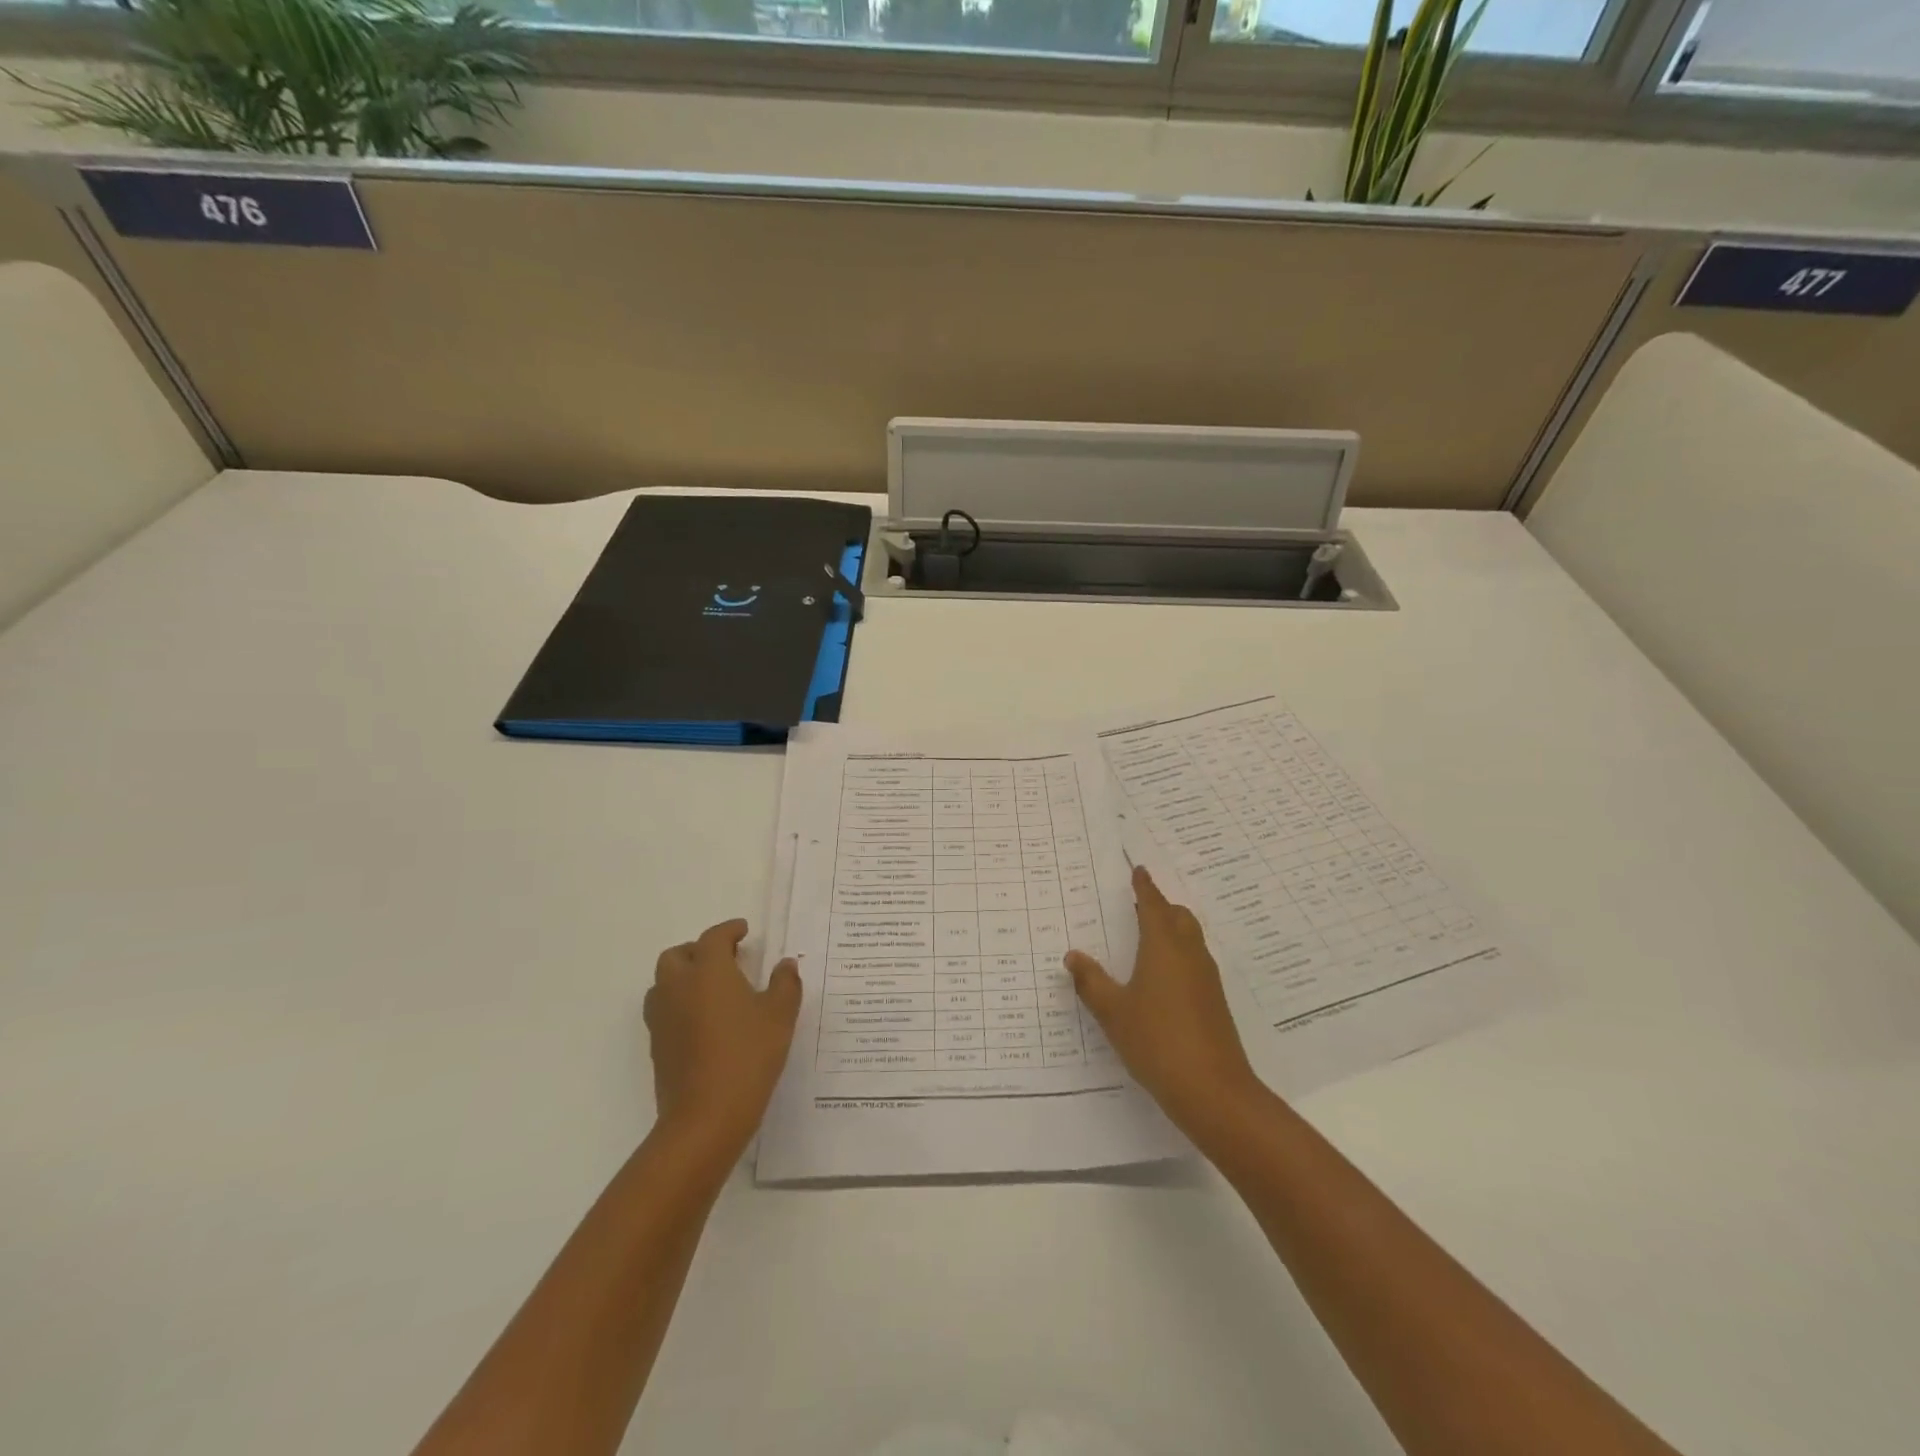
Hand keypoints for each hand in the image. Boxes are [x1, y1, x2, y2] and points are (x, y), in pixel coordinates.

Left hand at [644, 919, 801, 1153]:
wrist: (705, 1117)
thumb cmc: (747, 1056)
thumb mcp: (780, 1016)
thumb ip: (785, 984)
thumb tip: (785, 965)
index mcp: (708, 971)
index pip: (714, 938)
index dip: (729, 930)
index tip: (744, 931)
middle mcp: (678, 987)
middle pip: (677, 955)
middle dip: (699, 950)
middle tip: (726, 959)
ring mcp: (662, 1018)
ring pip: (664, 982)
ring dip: (684, 976)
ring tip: (712, 989)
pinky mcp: (657, 1046)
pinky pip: (664, 1010)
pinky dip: (680, 1003)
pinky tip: (704, 1021)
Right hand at [1064, 866, 1263, 1136]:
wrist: (1213, 1090)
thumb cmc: (1156, 1041)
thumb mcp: (1113, 1012)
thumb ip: (1091, 982)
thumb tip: (1073, 956)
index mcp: (1163, 946)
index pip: (1154, 905)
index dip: (1145, 886)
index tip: (1139, 870)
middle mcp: (1189, 954)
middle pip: (1179, 916)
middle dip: (1161, 906)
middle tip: (1139, 904)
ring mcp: (1206, 978)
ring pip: (1190, 938)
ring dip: (1172, 929)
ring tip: (1147, 937)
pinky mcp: (1214, 1001)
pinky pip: (1194, 961)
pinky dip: (1178, 954)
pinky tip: (1161, 977)